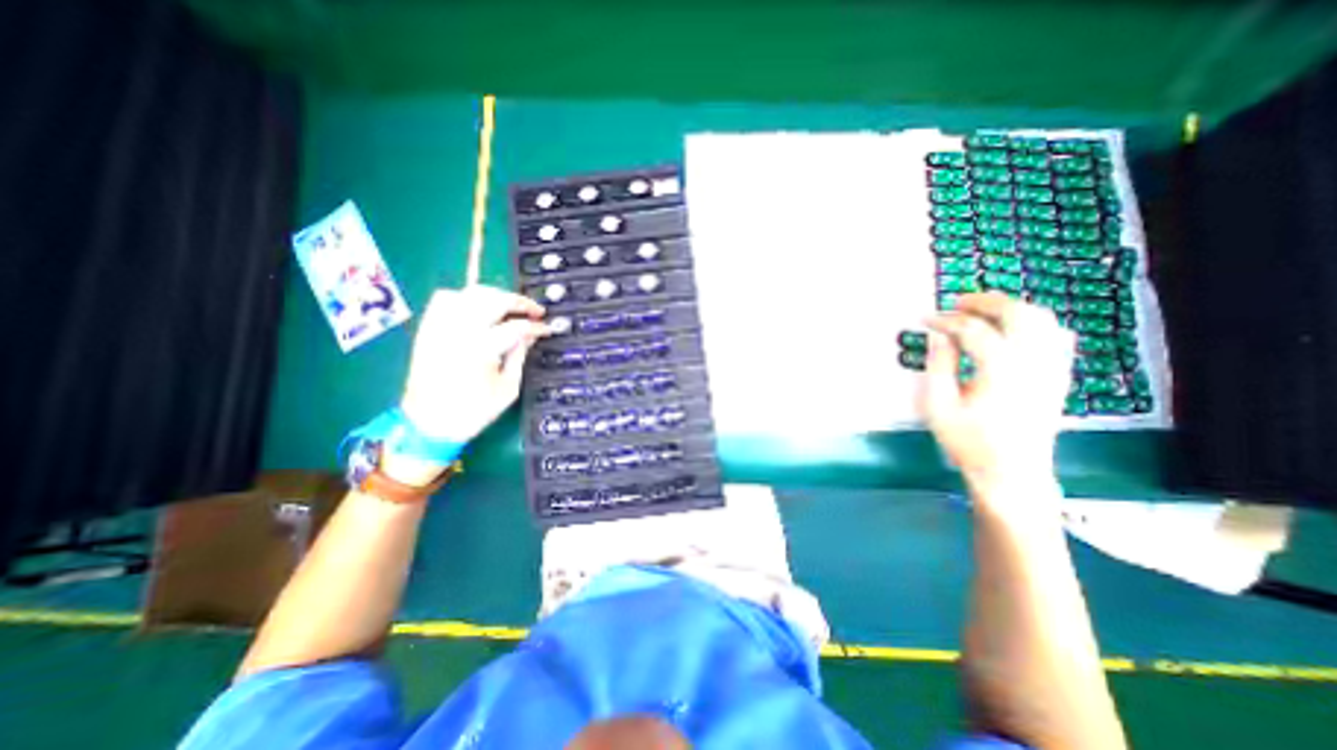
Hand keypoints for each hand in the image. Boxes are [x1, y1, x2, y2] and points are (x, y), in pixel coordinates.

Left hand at [397, 284, 548, 440]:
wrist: (429, 423)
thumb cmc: (473, 411)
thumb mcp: (507, 389)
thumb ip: (519, 356)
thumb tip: (531, 335)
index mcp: (481, 349)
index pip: (516, 327)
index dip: (536, 326)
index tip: (547, 329)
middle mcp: (459, 332)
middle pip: (493, 300)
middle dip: (519, 302)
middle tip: (535, 311)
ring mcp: (440, 327)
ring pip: (469, 293)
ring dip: (494, 296)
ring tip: (509, 307)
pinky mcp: (428, 329)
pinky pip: (444, 299)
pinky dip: (465, 297)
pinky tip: (478, 307)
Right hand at [927, 296, 1071, 500]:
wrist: (1012, 473)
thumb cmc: (968, 442)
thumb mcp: (939, 407)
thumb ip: (939, 367)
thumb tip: (939, 336)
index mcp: (1000, 370)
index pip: (972, 330)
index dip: (945, 320)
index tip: (924, 319)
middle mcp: (1033, 363)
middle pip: (1016, 314)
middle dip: (984, 302)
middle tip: (956, 303)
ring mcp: (1052, 368)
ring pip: (1042, 320)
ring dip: (1010, 307)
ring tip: (982, 310)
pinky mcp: (1059, 376)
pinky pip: (1056, 336)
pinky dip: (1034, 322)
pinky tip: (1014, 328)